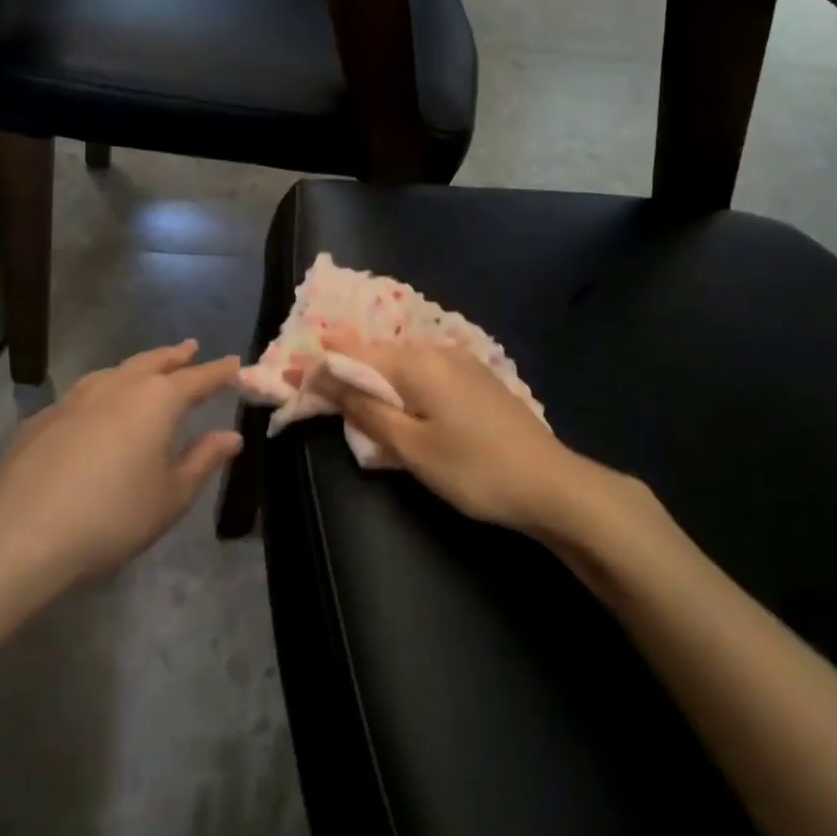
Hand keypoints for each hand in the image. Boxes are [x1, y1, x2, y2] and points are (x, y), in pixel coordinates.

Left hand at [0, 342, 242, 600]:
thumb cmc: (114, 516)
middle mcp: (117, 388)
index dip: (219, 372)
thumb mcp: (172, 495)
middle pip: (152, 363)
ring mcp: (74, 400)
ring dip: (136, 368)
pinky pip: (82, 395)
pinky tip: (96, 412)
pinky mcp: (41, 420)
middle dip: (175, 356)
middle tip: (190, 348)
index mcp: (156, 401)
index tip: (235, 363)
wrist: (22, 536)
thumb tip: (231, 436)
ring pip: (114, 373)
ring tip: (146, 370)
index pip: (197, 379)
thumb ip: (204, 460)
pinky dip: (101, 394)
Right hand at [293, 330, 590, 539]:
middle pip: (375, 354)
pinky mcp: (476, 378)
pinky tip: (396, 403)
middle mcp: (436, 350)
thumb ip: (364, 409)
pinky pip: (424, 372)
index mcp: (416, 362)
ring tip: (347, 399)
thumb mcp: (410, 446)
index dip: (317, 366)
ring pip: (401, 362)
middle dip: (342, 370)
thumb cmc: (474, 470)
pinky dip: (399, 384)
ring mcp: (461, 361)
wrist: (551, 485)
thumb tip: (323, 378)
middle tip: (312, 393)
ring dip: (371, 377)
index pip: (351, 354)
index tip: (285, 379)